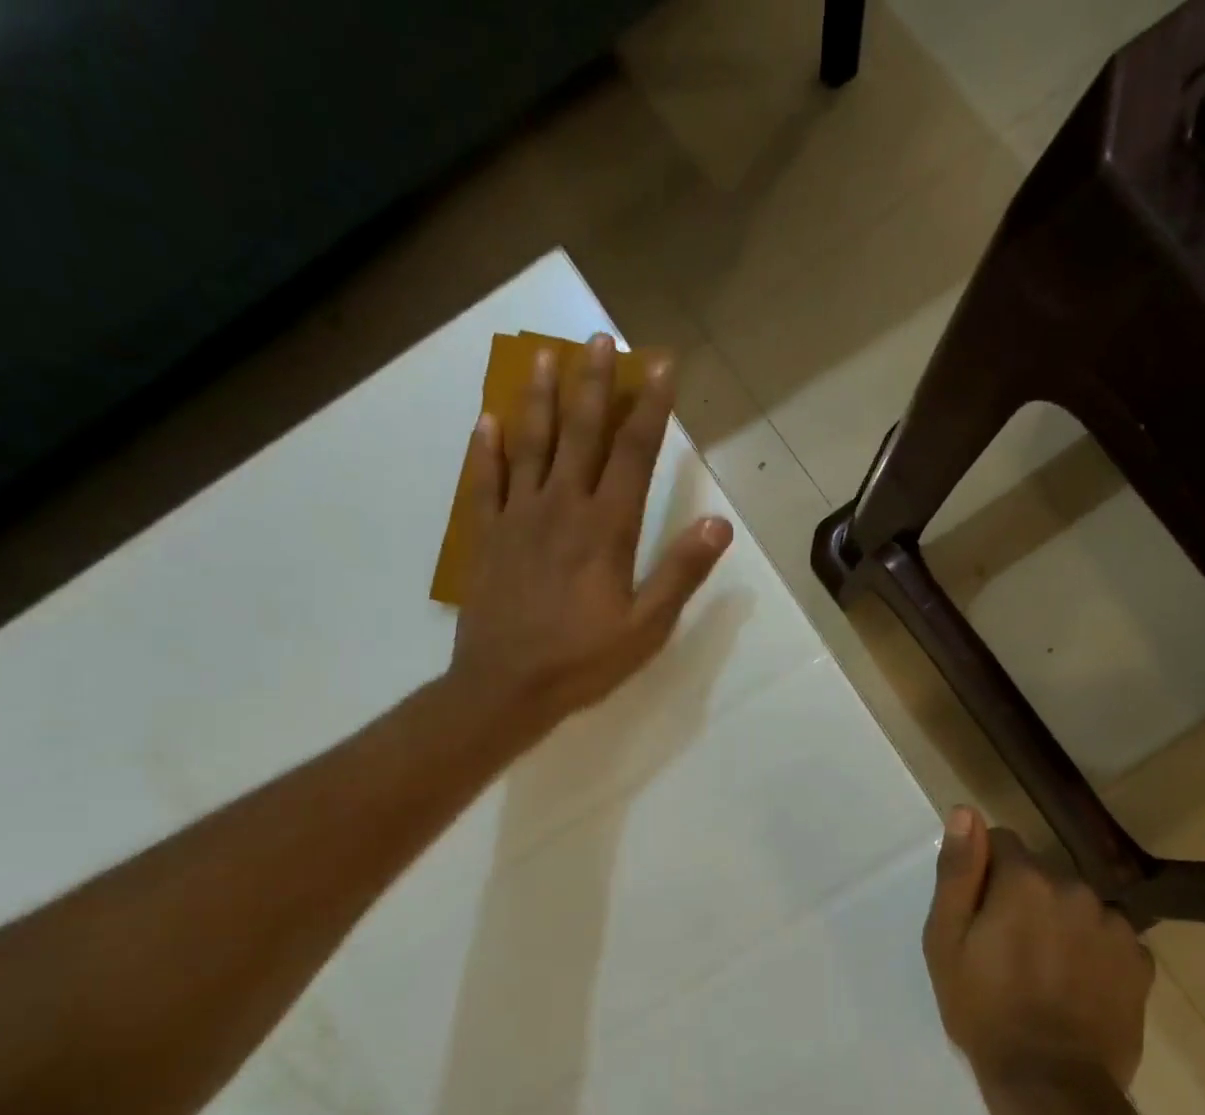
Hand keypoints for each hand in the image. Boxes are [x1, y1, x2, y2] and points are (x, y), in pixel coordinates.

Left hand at [448, 335, 732, 738]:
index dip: (651, 407)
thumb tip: (720, 524)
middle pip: (581, 434)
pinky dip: (486, 449)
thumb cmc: (582, 661)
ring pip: (531, 445)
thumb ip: (681, 572)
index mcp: (606, 528)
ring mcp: (518, 518)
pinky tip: (487, 421)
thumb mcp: (646, 627)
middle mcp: (562, 508)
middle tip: (599, 338)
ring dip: (540, 399)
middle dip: (594, 384)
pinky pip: (484, 482)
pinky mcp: (487, 537)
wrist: (505, 687)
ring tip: (545, 357)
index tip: (660, 365)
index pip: (634, 453)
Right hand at [923, 806, 1153, 1091]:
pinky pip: (1108, 937)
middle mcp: (1075, 889)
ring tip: (1044, 974)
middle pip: (1041, 877)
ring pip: (1076, 906)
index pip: (1002, 843)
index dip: (984, 874)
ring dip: (1061, 925)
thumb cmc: (983, 1008)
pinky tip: (1078, 988)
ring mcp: (1114, 925)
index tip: (978, 914)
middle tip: (1005, 951)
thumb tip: (965, 813)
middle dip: (1023, 900)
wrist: (1051, 1083)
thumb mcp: (946, 939)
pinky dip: (1093, 952)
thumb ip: (958, 871)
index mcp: (1025, 881)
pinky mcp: (1141, 962)